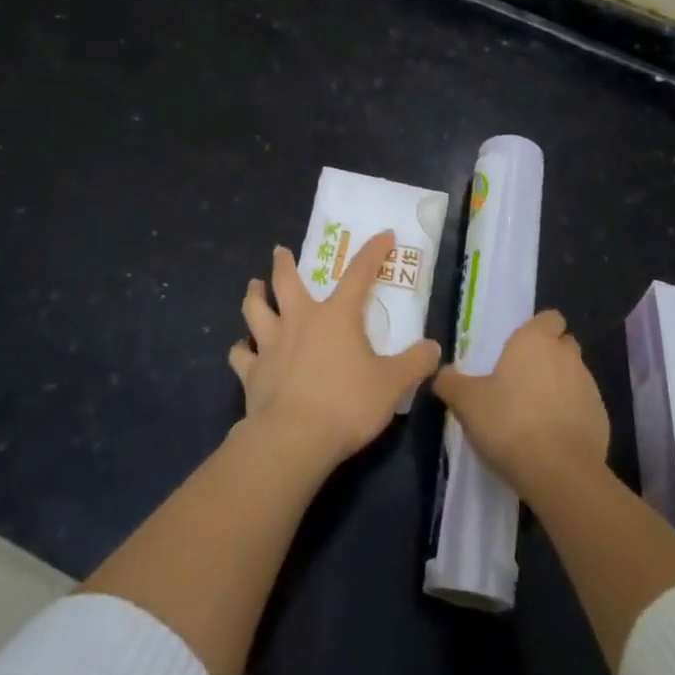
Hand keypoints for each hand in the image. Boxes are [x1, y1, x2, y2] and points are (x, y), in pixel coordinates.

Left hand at [230, 231, 441, 468]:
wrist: (294, 439)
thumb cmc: (347, 404)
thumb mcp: (393, 384)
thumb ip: (415, 363)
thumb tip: (434, 348)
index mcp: (337, 317)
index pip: (359, 274)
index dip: (373, 252)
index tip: (384, 235)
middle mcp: (300, 321)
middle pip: (287, 282)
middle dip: (284, 264)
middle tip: (279, 251)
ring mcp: (271, 345)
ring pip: (256, 310)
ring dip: (254, 296)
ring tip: (253, 286)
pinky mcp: (252, 373)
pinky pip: (240, 354)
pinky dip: (240, 349)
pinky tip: (241, 348)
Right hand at [433, 310, 608, 500]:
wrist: (559, 471)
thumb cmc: (509, 423)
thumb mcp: (467, 402)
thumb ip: (451, 383)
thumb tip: (443, 374)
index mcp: (535, 341)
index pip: (549, 318)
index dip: (537, 330)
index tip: (519, 350)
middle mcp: (567, 356)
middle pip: (563, 345)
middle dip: (549, 356)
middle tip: (522, 381)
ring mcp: (589, 387)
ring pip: (575, 376)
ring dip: (560, 387)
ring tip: (535, 413)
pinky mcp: (602, 418)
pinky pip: (584, 407)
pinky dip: (571, 415)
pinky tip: (552, 437)